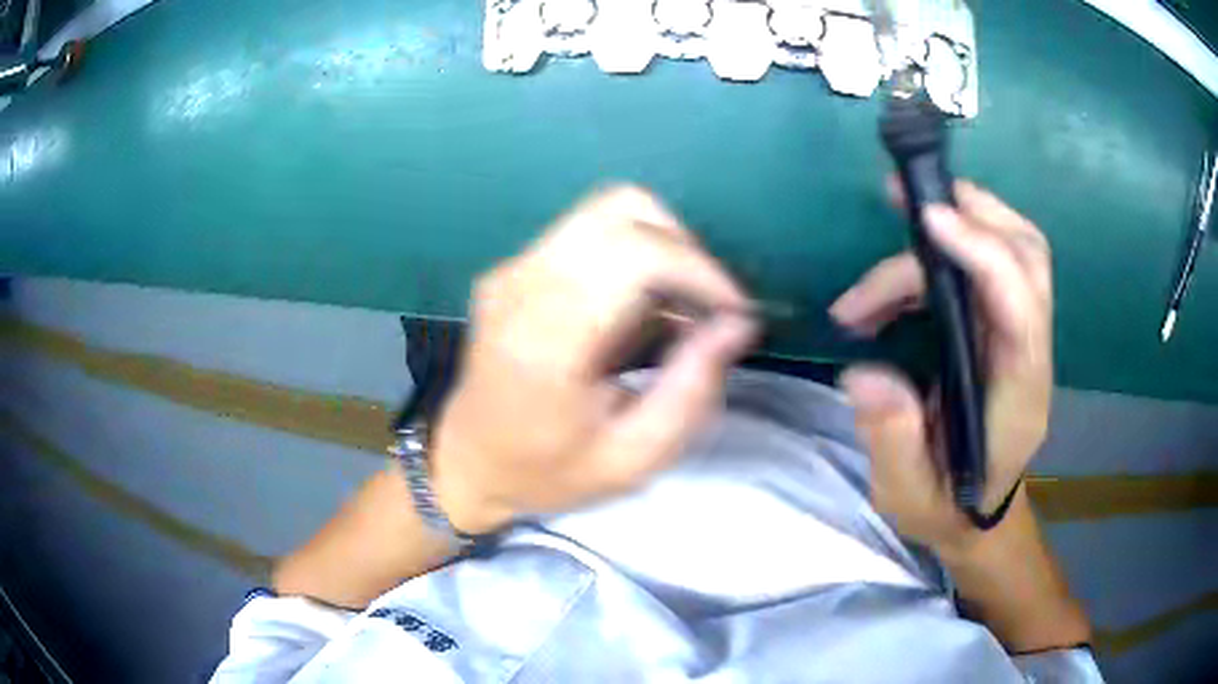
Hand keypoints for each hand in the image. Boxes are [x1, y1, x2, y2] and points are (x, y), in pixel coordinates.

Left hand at [431, 186, 757, 533]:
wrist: (467, 464)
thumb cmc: (547, 474)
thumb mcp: (632, 457)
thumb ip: (691, 389)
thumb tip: (737, 324)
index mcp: (547, 340)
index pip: (636, 254)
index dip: (699, 269)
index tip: (733, 311)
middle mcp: (523, 285)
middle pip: (623, 210)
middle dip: (685, 250)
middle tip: (708, 307)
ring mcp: (512, 269)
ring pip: (607, 210)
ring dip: (660, 246)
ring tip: (677, 306)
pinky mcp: (513, 268)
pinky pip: (588, 232)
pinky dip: (632, 252)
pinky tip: (639, 306)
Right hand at [830, 179, 1052, 551]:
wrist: (976, 514)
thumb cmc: (946, 507)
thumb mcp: (908, 494)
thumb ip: (891, 439)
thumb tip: (862, 373)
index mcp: (1019, 393)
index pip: (1020, 305)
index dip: (982, 253)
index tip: (926, 221)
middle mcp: (1030, 351)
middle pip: (1029, 256)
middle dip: (976, 213)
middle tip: (908, 201)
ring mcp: (1021, 333)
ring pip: (1016, 248)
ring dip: (964, 219)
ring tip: (899, 225)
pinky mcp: (1002, 326)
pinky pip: (991, 264)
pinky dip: (948, 249)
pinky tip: (900, 281)